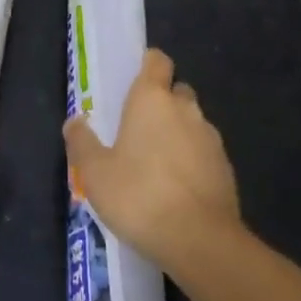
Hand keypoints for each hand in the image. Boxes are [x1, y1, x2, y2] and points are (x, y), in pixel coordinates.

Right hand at [63, 48, 242, 277]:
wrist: (200, 240)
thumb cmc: (139, 196)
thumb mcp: (95, 173)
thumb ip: (82, 143)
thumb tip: (74, 121)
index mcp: (152, 99)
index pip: (157, 60)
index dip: (148, 65)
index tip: (135, 80)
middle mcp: (185, 108)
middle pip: (176, 90)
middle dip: (162, 103)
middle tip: (140, 129)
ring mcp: (210, 136)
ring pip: (192, 122)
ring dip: (178, 133)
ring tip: (158, 164)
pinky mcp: (226, 166)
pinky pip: (205, 151)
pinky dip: (194, 160)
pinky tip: (178, 188)